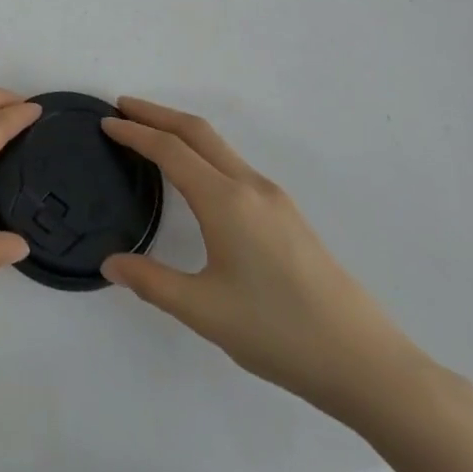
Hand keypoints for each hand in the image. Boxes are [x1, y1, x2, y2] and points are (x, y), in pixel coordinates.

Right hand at [101, 97, 435, 425]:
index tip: (106, 122)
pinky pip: (234, 165)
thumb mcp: (204, 311)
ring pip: (219, 146)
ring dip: (182, 131)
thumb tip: (110, 263)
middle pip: (197, 132)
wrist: (366, 363)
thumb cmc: (278, 333)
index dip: (135, 133)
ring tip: (152, 135)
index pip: (170, 150)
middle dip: (157, 114)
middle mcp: (250, 187)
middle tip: (122, 108)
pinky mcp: (288, 216)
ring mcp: (274, 199)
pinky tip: (196, 177)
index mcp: (226, 201)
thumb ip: (151, 282)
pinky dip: (203, 152)